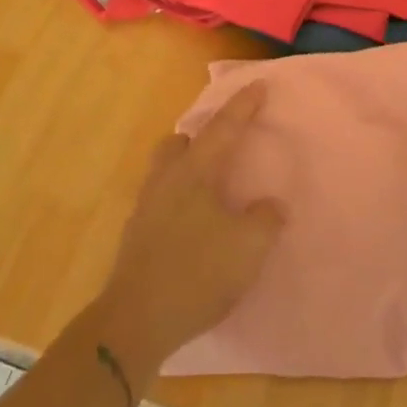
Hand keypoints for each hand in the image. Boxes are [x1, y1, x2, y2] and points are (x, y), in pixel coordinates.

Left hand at [93, 85, 284, 379]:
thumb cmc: (197, 273)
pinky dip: (179, 198)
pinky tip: (193, 221)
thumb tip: (270, 205)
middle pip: (179, 143)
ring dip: (187, 167)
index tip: (258, 85)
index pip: (223, 129)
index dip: (243, 106)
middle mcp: (166, 181)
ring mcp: (145, 208)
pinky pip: (160, 199)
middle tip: (223, 145)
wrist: (136, 321)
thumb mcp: (248, 247)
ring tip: (210, 184)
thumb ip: (265, 219)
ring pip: (165, 170)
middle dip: (201, 137)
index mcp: (194, 173)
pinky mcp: (136, 236)